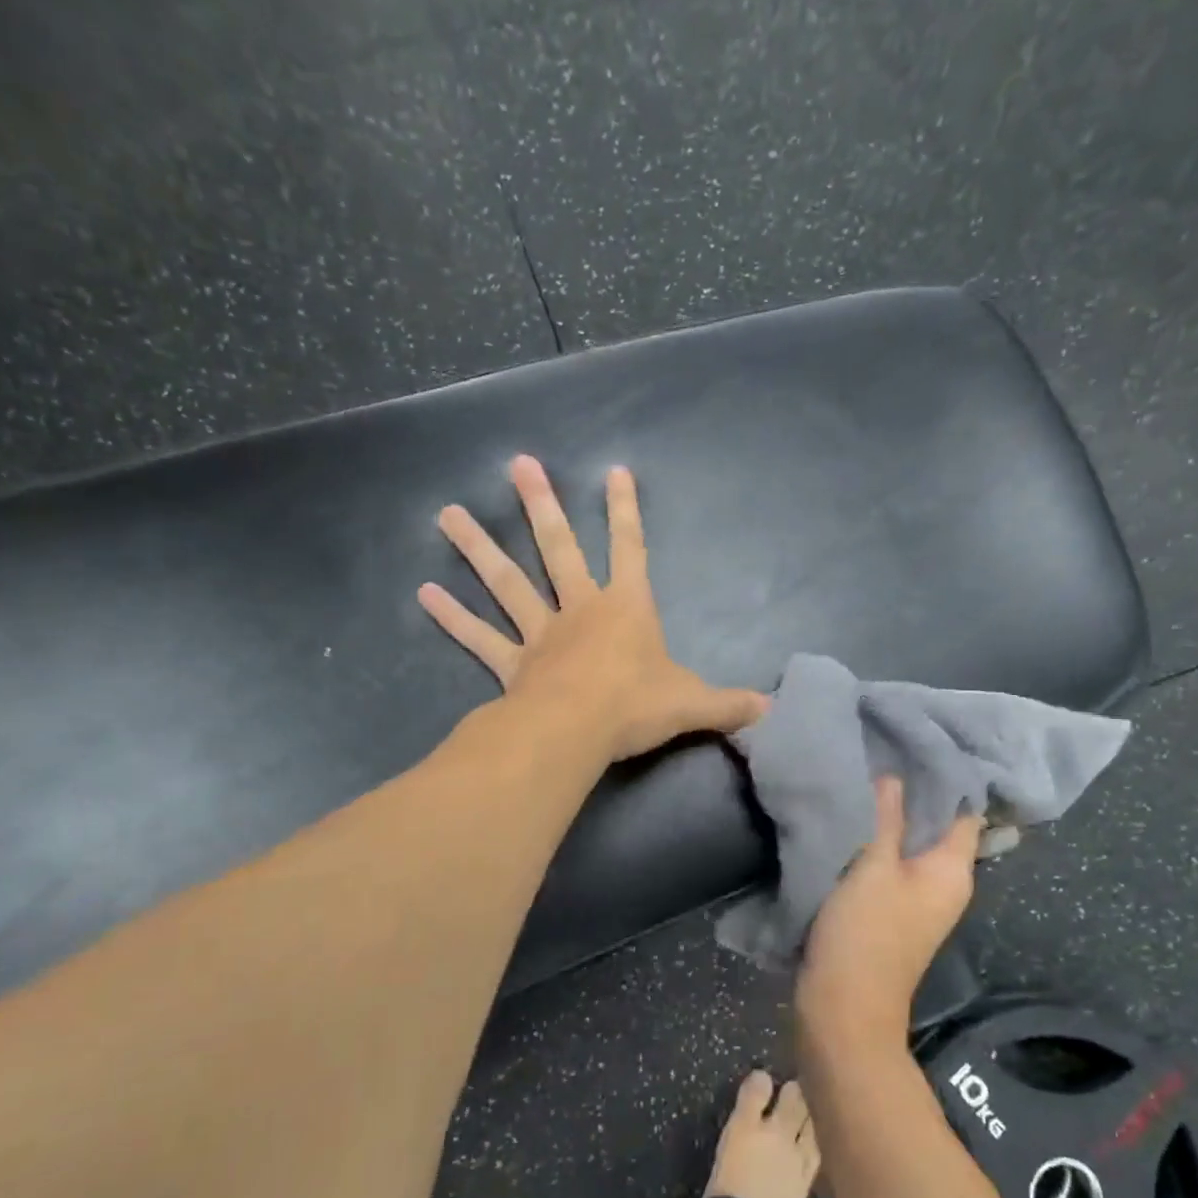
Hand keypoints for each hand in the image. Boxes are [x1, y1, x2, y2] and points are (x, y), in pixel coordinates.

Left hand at [417, 455, 767, 762]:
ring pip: (507, 583)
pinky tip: (423, 593)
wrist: (578, 732)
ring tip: (446, 513)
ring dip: (478, 548)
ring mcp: (540, 634)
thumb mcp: (693, 705)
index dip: (625, 511)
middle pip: (558, 549)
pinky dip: (452, 617)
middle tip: (517, 464)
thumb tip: (774, 713)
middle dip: (540, 506)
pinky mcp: (511, 664)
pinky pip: (479, 638)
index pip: (631, 549)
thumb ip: (730, 705)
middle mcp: (580, 610)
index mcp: (626, 609)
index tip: (614, 470)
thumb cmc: (636, 707)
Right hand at [797, 777, 981, 1049]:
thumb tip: (895, 777)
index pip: (964, 812)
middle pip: (935, 826)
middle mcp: (944, 883)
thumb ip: (886, 819)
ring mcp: (917, 900)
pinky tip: (850, 820)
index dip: (946, 778)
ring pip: (908, 845)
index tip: (915, 745)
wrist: (843, 1008)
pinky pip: (889, 865)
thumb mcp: (873, 867)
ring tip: (862, 779)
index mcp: (952, 871)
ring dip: (889, 818)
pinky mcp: (890, 911)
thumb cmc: (865, 933)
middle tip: (880, 753)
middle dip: (911, 794)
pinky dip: (875, 843)